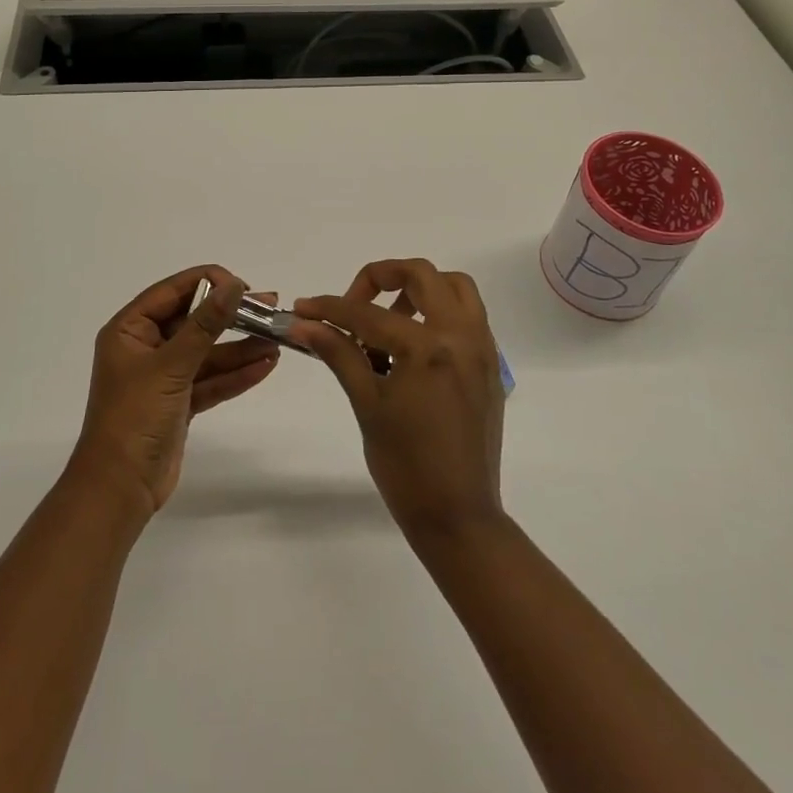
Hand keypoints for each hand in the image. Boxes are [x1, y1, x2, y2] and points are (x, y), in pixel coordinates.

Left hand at [71, 267, 278, 514]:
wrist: (120, 489)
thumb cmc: (135, 417)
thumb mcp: (171, 366)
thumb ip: (205, 325)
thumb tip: (233, 285)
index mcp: (129, 330)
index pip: (171, 292)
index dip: (207, 282)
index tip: (242, 285)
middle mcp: (145, 348)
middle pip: (193, 321)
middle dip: (231, 316)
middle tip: (270, 307)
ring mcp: (163, 377)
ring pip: (207, 353)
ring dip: (240, 348)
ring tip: (277, 340)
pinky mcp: (179, 403)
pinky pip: (210, 380)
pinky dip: (235, 375)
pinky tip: (265, 366)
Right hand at [291, 259, 505, 544]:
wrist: (459, 517)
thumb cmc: (406, 467)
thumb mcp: (367, 405)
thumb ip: (339, 354)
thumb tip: (303, 324)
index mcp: (429, 348)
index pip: (369, 313)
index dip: (330, 308)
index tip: (302, 309)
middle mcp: (462, 336)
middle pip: (422, 274)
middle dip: (381, 277)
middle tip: (354, 303)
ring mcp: (483, 349)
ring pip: (454, 287)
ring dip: (419, 289)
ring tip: (388, 321)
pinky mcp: (490, 365)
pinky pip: (469, 315)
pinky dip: (440, 312)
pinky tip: (413, 345)